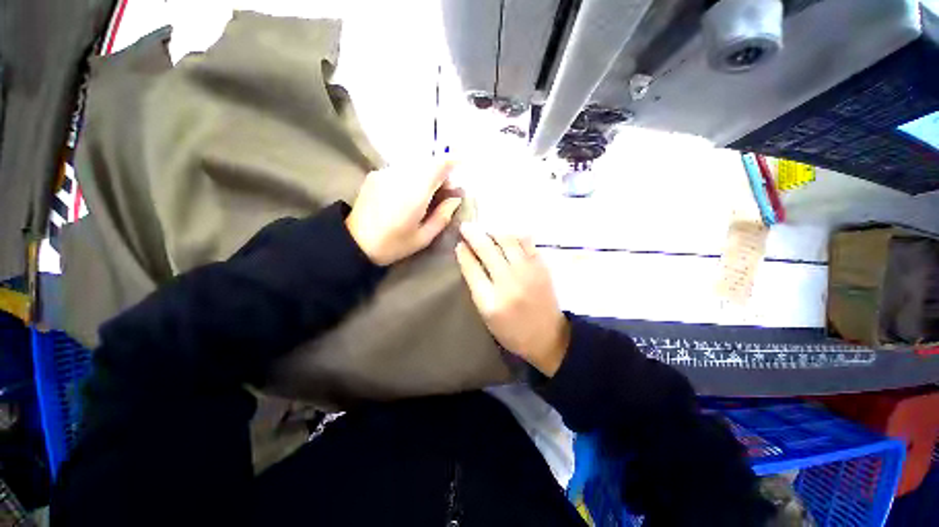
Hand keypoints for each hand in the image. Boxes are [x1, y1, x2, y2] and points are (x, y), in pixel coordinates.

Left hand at [346, 163, 461, 265]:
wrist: (354, 242)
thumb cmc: (393, 245)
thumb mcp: (423, 238)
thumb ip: (442, 216)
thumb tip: (455, 198)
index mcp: (415, 193)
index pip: (438, 165)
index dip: (453, 161)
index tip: (463, 163)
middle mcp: (400, 176)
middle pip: (428, 163)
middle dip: (441, 172)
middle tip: (446, 191)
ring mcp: (385, 173)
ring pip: (414, 165)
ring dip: (426, 174)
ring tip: (428, 194)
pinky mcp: (375, 174)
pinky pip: (401, 169)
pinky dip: (412, 176)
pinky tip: (409, 193)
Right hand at [455, 224, 570, 376]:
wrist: (547, 336)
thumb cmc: (512, 330)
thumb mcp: (486, 316)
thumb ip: (477, 287)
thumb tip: (468, 257)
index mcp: (491, 301)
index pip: (472, 269)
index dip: (463, 253)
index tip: (459, 244)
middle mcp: (509, 283)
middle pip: (487, 250)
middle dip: (473, 235)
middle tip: (466, 227)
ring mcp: (528, 273)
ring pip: (507, 240)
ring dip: (493, 232)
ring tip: (486, 231)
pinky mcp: (542, 267)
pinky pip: (527, 242)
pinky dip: (514, 235)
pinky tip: (508, 235)